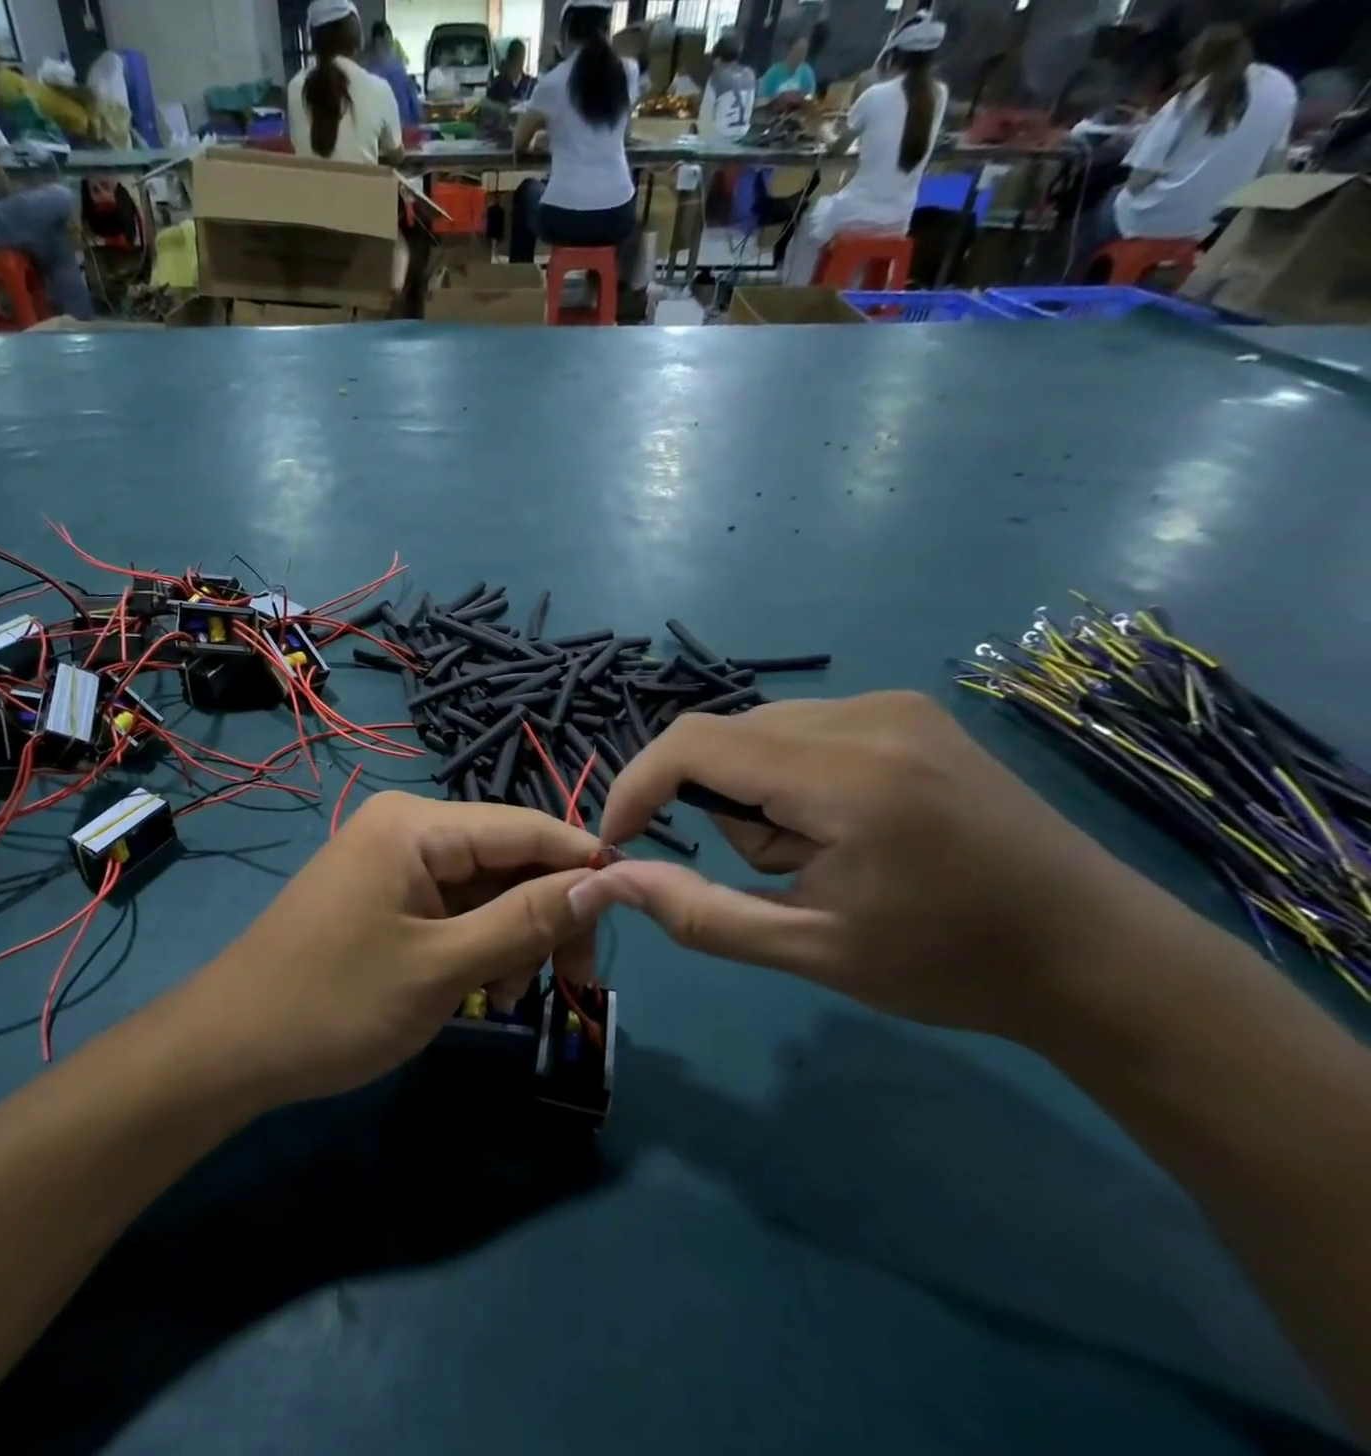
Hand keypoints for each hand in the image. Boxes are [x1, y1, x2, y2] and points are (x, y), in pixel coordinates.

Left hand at [180, 793, 603, 1107]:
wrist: (230, 1048)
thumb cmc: (336, 1004)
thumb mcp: (443, 967)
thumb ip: (526, 920)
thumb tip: (602, 882)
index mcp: (417, 824)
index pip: (527, 826)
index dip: (584, 864)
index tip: (631, 913)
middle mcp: (408, 827)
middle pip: (508, 857)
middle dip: (545, 914)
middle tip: (571, 983)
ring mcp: (393, 861)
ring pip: (485, 887)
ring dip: (512, 937)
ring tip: (508, 998)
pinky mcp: (385, 894)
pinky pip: (453, 907)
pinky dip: (478, 944)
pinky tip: (479, 990)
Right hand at [586, 692, 1158, 1036]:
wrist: (1098, 954)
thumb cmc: (952, 964)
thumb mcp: (811, 951)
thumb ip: (699, 913)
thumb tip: (612, 880)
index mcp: (849, 776)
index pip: (695, 744)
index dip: (637, 785)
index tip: (620, 840)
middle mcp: (867, 715)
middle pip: (722, 738)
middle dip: (718, 806)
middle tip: (779, 872)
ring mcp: (892, 704)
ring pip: (757, 733)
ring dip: (755, 794)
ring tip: (824, 855)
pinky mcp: (906, 710)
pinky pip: (799, 729)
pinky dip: (789, 777)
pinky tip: (847, 824)